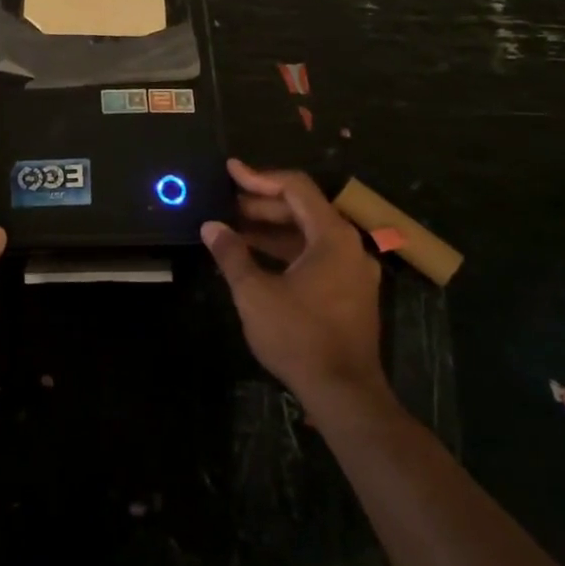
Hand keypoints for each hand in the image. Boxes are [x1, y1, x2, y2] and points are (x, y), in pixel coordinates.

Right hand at [202, 160, 391, 415]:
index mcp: (332, 237)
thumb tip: (211, 226)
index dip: (259, 177)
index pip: (296, 188)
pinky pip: (316, 258)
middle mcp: (349, 246)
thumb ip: (232, 254)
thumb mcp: (255, 293)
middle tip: (225, 204)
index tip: (229, 171)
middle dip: (262, 204)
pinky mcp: (350, 293)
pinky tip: (256, 259)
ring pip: (309, 236)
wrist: (343, 393)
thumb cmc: (298, 336)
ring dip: (272, 229)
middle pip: (304, 209)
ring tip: (234, 229)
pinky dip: (286, 252)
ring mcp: (353, 271)